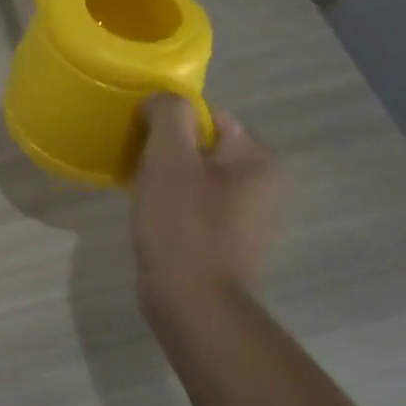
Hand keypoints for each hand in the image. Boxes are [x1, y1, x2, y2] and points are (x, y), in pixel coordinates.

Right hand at [130, 96, 278, 316]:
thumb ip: (168, 114)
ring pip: (195, 175)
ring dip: (166, 177)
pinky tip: (154, 218)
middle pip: (201, 145)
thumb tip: (159, 101)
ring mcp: (250, 215)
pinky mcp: (230, 240)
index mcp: (260, 158)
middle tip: (139, 169)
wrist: (193, 304)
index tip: (141, 141)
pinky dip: (173, 203)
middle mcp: (265, 183)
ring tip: (142, 192)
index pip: (208, 115)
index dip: (169, 122)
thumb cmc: (182, 225)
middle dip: (166, 151)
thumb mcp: (170, 158)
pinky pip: (195, 203)